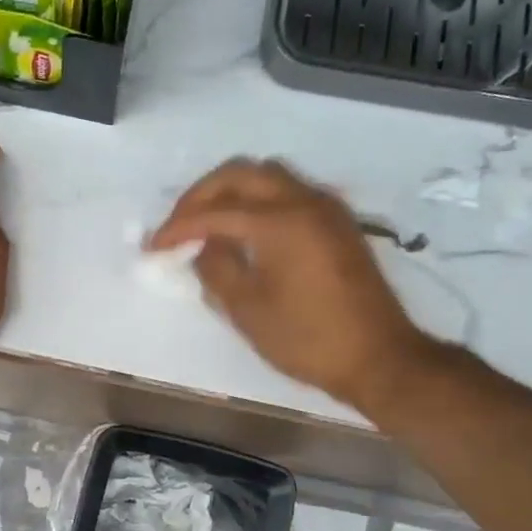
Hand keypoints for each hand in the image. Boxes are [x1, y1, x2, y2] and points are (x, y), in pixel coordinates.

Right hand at [148, 159, 440, 412]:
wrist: (378, 357)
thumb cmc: (307, 339)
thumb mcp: (248, 310)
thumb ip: (216, 269)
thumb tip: (202, 246)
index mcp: (280, 222)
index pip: (216, 211)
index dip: (179, 227)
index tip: (154, 246)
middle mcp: (305, 201)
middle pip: (242, 173)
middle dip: (202, 194)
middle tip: (178, 224)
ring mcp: (326, 209)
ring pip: (269, 176)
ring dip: (232, 191)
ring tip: (208, 224)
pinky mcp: (337, 223)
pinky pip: (289, 192)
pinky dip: (259, 201)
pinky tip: (245, 232)